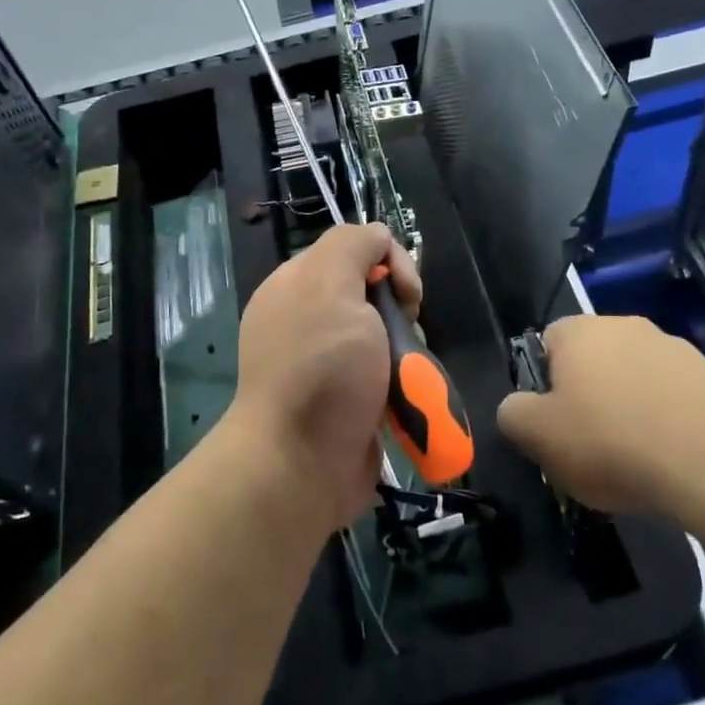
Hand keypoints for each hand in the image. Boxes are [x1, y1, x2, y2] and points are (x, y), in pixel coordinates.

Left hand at [229, 223, 421, 531]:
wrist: (300, 464)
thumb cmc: (320, 368)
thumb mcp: (329, 283)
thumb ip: (353, 245)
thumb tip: (378, 240)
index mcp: (297, 284)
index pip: (357, 248)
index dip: (391, 262)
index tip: (405, 295)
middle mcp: (307, 319)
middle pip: (375, 294)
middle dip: (401, 311)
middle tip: (403, 335)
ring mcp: (326, 364)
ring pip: (385, 337)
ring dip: (405, 353)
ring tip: (407, 376)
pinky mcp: (345, 402)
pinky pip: (384, 376)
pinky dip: (401, 385)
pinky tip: (405, 399)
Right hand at [497, 314, 704, 515]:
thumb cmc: (611, 441)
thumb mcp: (538, 435)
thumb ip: (513, 414)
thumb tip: (516, 408)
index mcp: (579, 330)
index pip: (546, 344)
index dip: (545, 385)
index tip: (553, 424)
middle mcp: (626, 325)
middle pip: (593, 360)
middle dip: (589, 396)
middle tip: (589, 445)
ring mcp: (674, 348)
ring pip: (635, 378)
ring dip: (630, 407)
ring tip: (635, 459)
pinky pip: (674, 397)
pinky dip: (667, 421)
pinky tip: (671, 458)